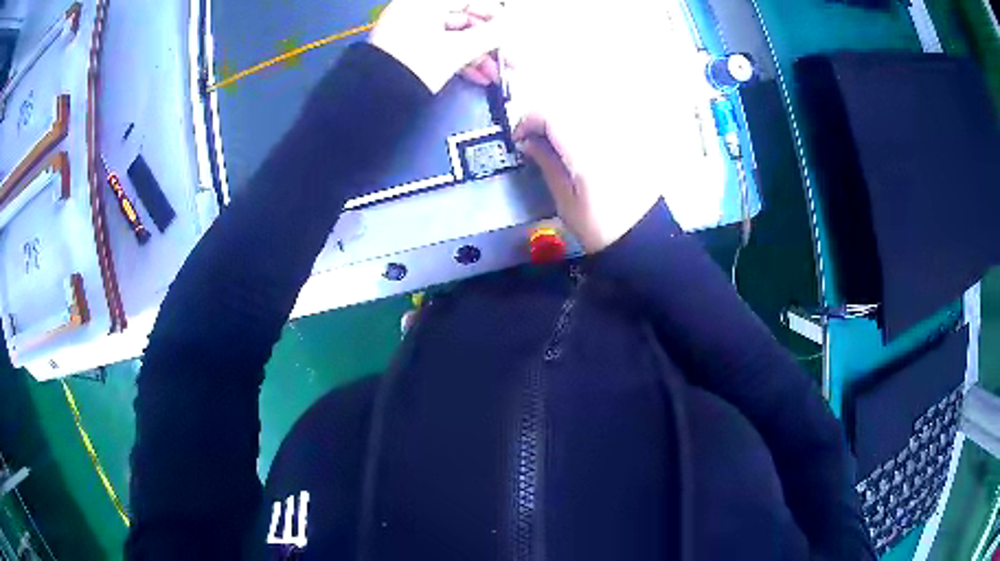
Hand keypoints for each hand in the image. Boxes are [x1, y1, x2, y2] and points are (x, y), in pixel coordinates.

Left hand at [369, 0, 501, 92]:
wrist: (374, 98)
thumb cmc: (413, 64)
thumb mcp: (456, 50)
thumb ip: (491, 35)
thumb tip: (514, 27)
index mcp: (425, 3)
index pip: (470, 0)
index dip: (495, 15)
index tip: (512, 30)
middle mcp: (418, 11)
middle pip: (465, 20)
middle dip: (490, 42)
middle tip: (510, 58)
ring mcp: (413, 31)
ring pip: (456, 37)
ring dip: (480, 56)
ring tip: (499, 75)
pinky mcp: (410, 50)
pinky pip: (443, 49)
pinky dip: (462, 62)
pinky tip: (481, 78)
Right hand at [513, 114, 661, 252]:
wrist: (643, 235)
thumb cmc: (601, 227)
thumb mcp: (565, 200)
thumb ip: (546, 163)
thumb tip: (528, 141)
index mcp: (586, 150)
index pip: (550, 113)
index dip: (528, 121)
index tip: (520, 138)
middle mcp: (606, 133)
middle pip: (567, 104)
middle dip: (545, 116)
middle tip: (535, 138)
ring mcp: (622, 133)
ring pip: (586, 107)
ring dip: (565, 117)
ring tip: (557, 141)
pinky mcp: (632, 138)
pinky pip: (603, 117)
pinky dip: (584, 122)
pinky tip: (581, 142)